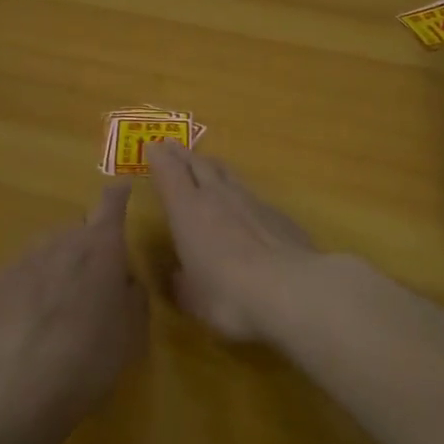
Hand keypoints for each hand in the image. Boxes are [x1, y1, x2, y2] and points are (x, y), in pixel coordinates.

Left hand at [0, 184, 147, 435]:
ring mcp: (24, 256)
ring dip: (56, 268)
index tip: (121, 190)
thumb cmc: (89, 358)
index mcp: (102, 248)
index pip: (112, 204)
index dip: (117, 197)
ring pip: (47, 251)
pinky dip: (27, 288)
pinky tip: (26, 323)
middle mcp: (62, 240)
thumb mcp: (133, 333)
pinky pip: (20, 273)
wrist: (16, 385)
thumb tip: (124, 281)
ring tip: (55, 312)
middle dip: (86, 250)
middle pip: (78, 232)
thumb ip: (133, 296)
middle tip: (90, 289)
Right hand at [146, 140, 317, 342]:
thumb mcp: (194, 299)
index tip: (152, 147)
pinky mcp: (277, 213)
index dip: (159, 159)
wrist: (290, 288)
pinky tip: (243, 202)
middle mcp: (217, 196)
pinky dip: (240, 192)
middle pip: (197, 164)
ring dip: (212, 166)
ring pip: (226, 174)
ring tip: (205, 163)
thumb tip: (180, 277)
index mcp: (187, 210)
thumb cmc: (228, 294)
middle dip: (182, 154)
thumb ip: (183, 284)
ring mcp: (251, 201)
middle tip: (172, 145)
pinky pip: (251, 194)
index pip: (169, 173)